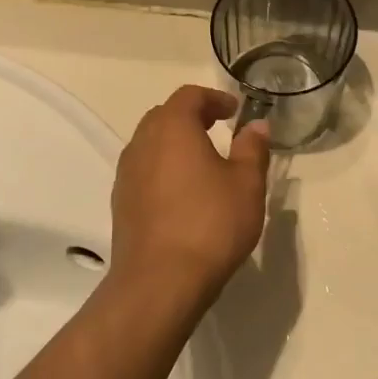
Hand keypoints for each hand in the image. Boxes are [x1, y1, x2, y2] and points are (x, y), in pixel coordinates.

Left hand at [110, 85, 270, 313]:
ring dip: (175, 143)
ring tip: (202, 160)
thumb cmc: (210, 224)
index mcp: (172, 128)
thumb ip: (252, 149)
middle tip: (218, 128)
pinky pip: (143, 170)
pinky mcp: (121, 202)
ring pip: (150, 143)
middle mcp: (142, 143)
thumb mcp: (246, 184)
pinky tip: (183, 192)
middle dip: (192, 116)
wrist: (159, 282)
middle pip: (165, 115)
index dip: (214, 98)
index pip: (189, 96)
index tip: (234, 110)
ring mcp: (126, 174)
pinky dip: (163, 168)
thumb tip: (257, 126)